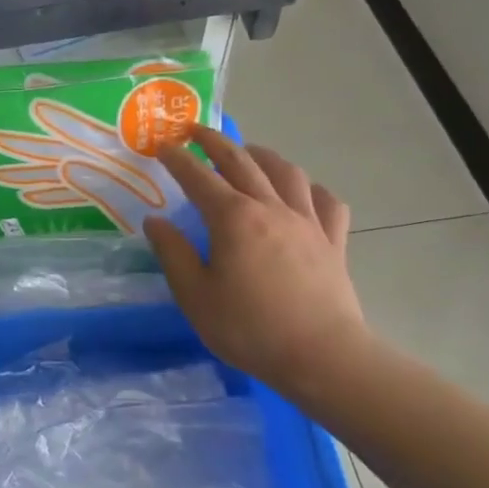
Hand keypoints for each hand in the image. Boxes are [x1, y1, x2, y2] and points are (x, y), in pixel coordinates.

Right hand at [143, 125, 371, 394]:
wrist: (321, 356)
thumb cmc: (249, 328)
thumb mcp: (195, 295)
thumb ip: (173, 252)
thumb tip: (155, 220)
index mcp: (233, 218)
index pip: (198, 177)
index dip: (178, 159)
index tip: (162, 145)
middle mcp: (271, 208)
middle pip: (242, 161)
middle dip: (215, 142)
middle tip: (195, 131)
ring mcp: (307, 222)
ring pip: (286, 172)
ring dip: (262, 155)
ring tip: (248, 152)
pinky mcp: (333, 241)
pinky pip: (325, 201)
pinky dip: (310, 189)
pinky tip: (302, 192)